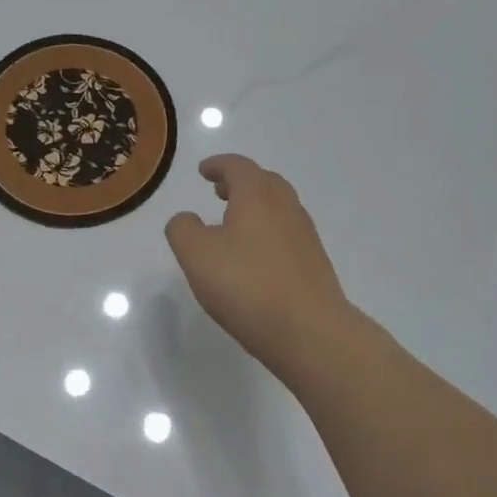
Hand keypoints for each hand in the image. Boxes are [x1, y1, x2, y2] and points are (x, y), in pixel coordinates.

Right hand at [165, 154, 354, 366]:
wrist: (309, 332)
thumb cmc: (246, 285)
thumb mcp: (196, 254)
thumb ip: (182, 229)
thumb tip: (187, 219)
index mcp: (257, 197)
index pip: (238, 167)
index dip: (218, 165)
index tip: (203, 171)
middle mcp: (286, 208)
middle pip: (264, 182)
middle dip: (240, 182)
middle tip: (219, 190)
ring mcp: (305, 236)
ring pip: (278, 208)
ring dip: (255, 207)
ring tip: (233, 223)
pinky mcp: (313, 264)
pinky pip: (286, 234)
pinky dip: (266, 231)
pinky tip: (253, 256)